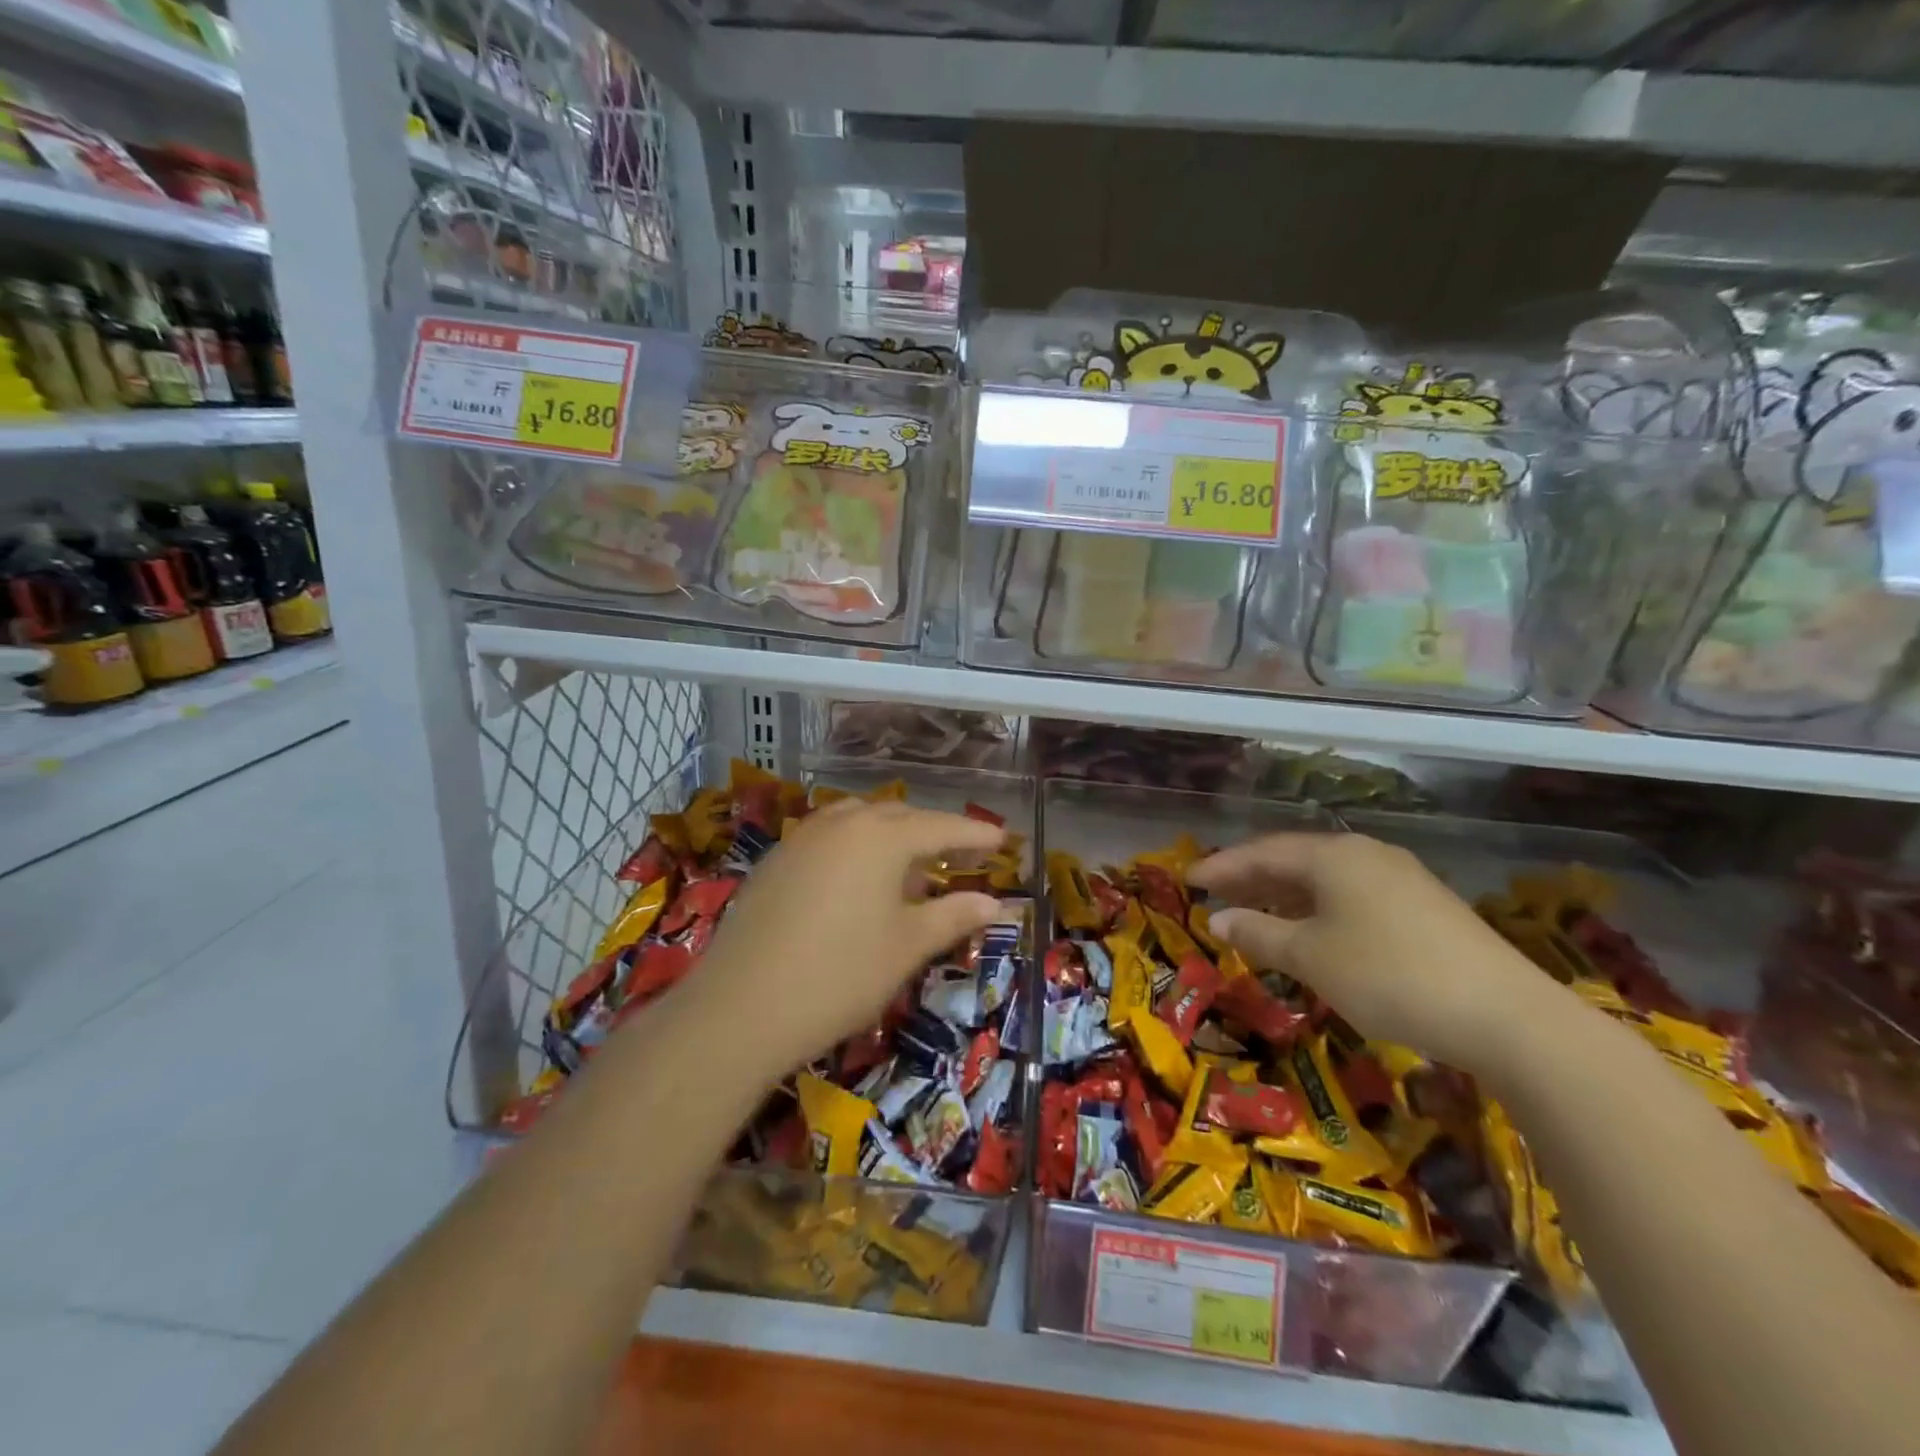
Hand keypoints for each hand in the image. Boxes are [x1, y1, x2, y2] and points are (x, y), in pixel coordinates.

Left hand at [685, 799, 1005, 1075]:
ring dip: (890, 835)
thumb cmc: (840, 975)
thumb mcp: (907, 946)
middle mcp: (842, 824)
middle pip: (899, 817)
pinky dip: (855, 846)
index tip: (1002, 840)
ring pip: (859, 821)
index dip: (974, 835)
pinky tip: (857, 878)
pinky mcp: (775, 860)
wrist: (740, 1008)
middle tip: (960, 854)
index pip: (940, 827)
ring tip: (909, 864)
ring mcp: (802, 838)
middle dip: (933, 832)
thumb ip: (954, 916)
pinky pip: (829, 837)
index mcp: (880, 837)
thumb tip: (997, 903)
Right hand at [1188, 832, 1551, 1072]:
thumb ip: (1258, 933)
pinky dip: (1319, 909)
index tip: (1188, 880)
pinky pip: (1352, 896)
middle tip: (1215, 893)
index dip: (1222, 866)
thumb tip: (1217, 918)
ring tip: (1255, 913)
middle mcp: (1366, 855)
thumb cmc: (1388, 975)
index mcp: (1334, 856)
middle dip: (1252, 877)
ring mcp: (1401, 879)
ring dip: (1285, 895)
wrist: (1506, 1016)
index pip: (1262, 852)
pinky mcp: (1425, 908)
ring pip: (1326, 879)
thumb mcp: (1311, 957)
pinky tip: (1312, 932)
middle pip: (1295, 859)